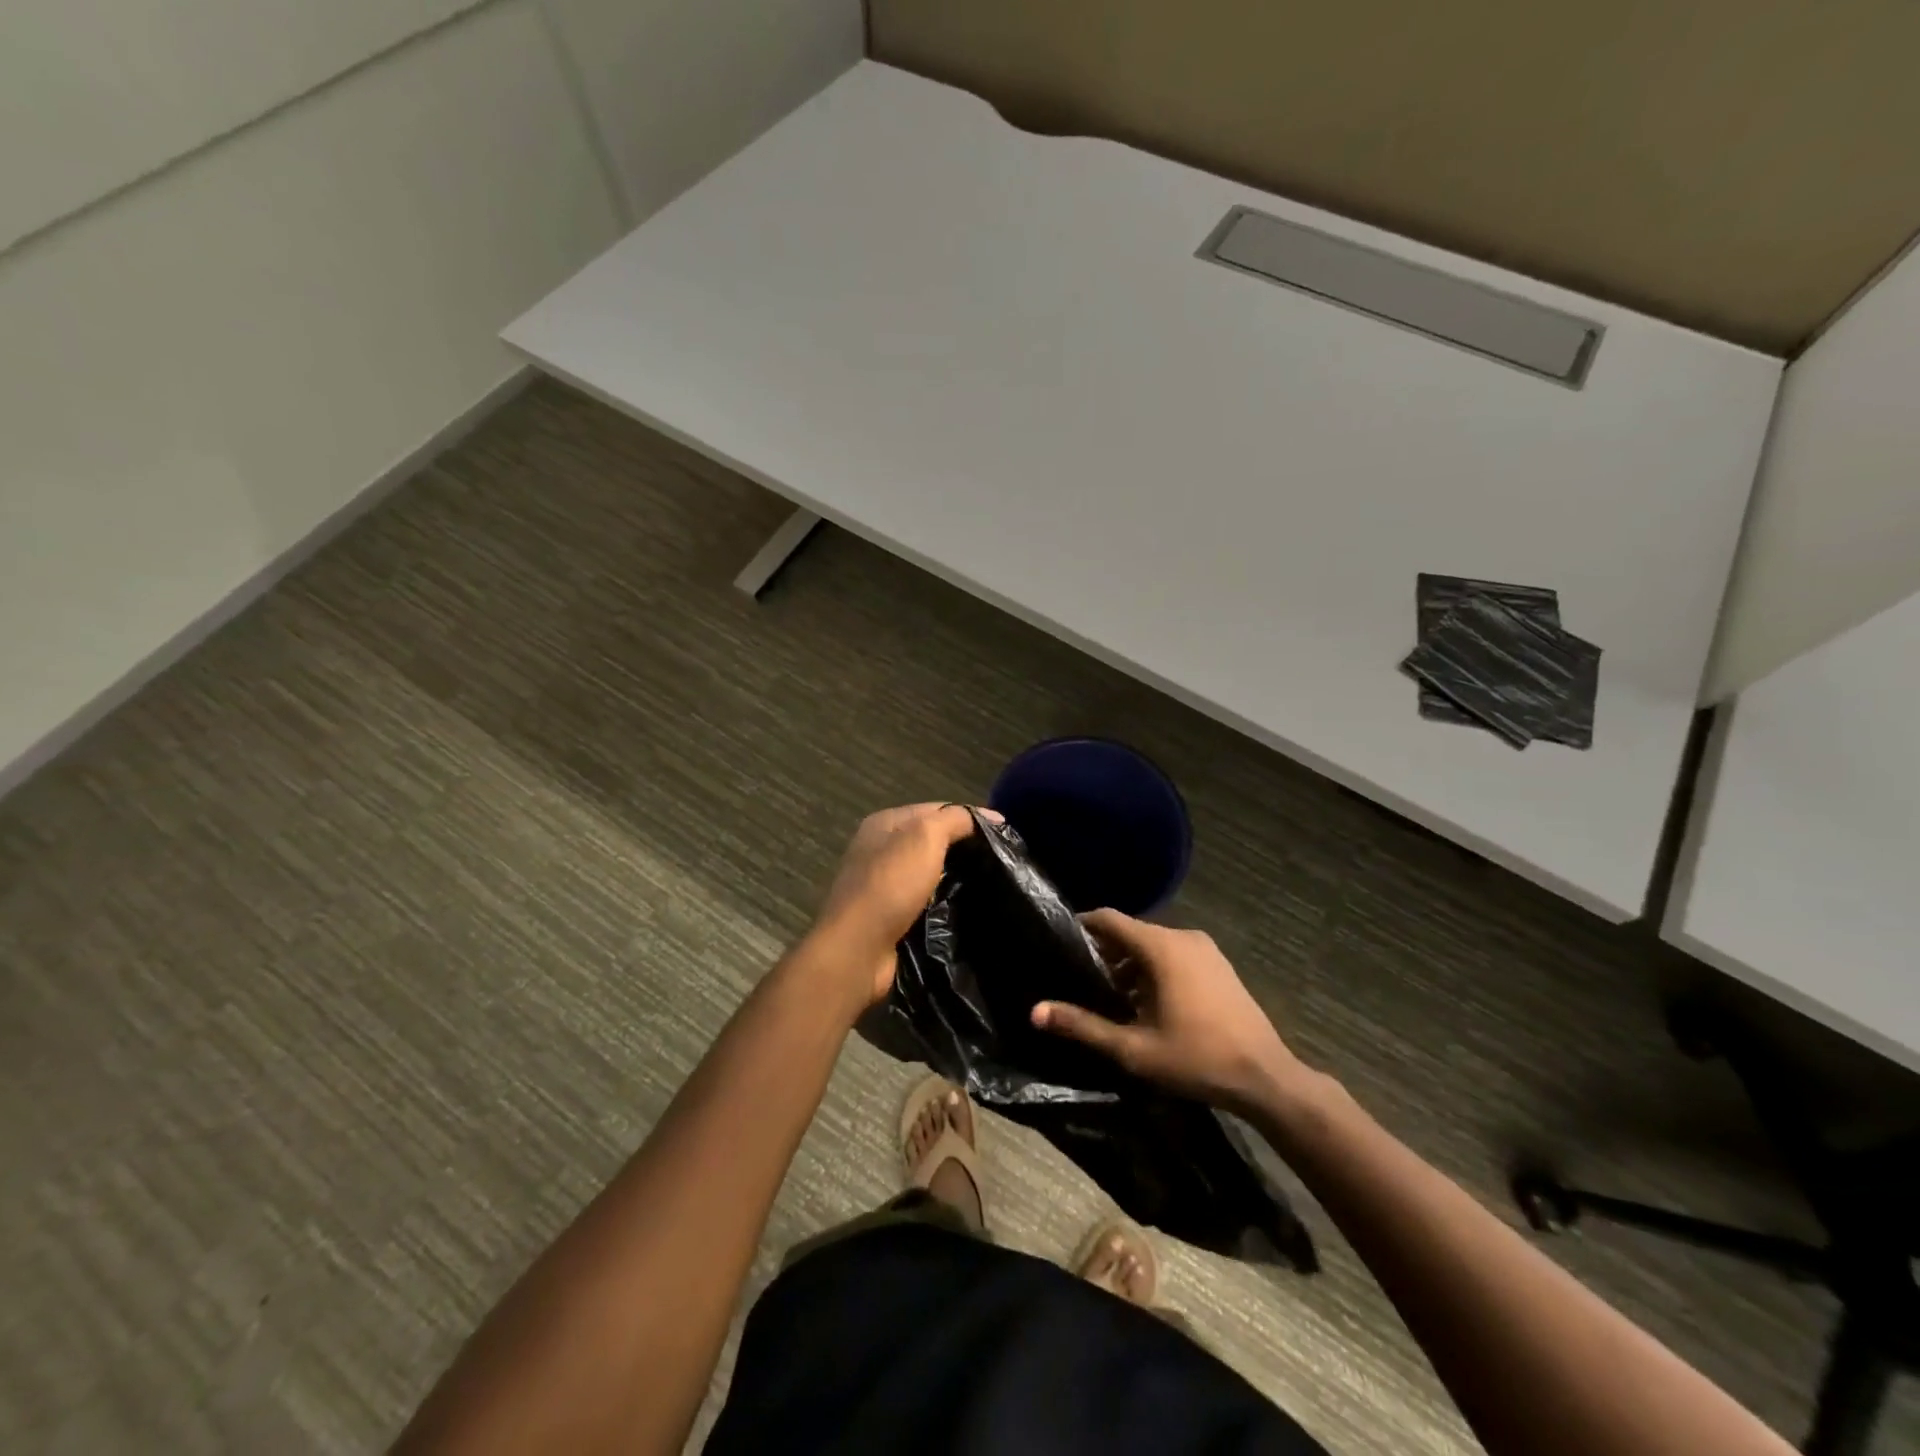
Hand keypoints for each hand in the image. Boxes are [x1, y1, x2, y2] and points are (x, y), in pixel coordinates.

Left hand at [806, 803, 995, 1009]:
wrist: (858, 949)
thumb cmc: (891, 884)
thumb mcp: (926, 837)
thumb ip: (956, 819)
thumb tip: (992, 816)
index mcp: (884, 823)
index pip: (935, 809)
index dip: (969, 817)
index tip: (1004, 834)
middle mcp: (879, 849)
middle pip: (931, 840)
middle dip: (963, 848)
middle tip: (1000, 861)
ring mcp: (881, 885)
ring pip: (929, 872)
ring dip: (954, 877)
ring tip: (990, 885)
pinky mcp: (887, 916)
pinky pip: (924, 901)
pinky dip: (943, 902)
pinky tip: (965, 909)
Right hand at [1031, 909, 1306, 1114]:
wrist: (1266, 1077)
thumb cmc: (1196, 1058)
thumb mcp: (1134, 1048)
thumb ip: (1084, 1026)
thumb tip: (1035, 1012)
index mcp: (1161, 946)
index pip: (1108, 918)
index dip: (1080, 927)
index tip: (1058, 943)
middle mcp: (1182, 936)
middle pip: (1130, 932)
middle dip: (1103, 952)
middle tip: (1078, 978)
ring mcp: (1205, 949)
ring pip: (1153, 945)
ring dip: (1129, 965)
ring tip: (1108, 996)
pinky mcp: (1218, 965)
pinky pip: (1174, 955)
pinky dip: (1153, 969)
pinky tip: (1145, 1004)